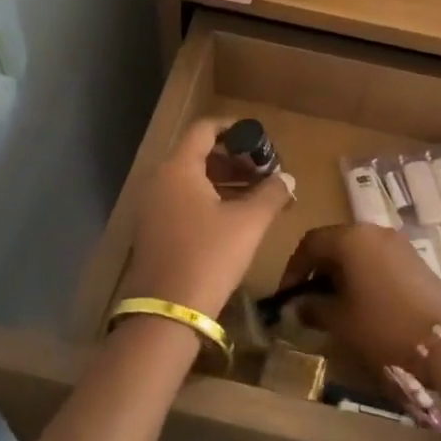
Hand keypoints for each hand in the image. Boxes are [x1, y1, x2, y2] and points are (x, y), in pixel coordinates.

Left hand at [123, 118, 293, 319]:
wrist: (168, 312)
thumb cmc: (209, 255)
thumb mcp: (248, 222)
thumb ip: (271, 194)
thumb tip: (288, 178)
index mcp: (179, 168)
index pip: (204, 129)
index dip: (233, 128)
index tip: (257, 136)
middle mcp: (160, 181)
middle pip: (198, 154)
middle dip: (234, 158)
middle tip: (263, 170)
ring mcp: (153, 207)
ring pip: (191, 180)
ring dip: (224, 180)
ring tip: (257, 194)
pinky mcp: (153, 231)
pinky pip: (183, 201)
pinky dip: (209, 199)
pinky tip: (234, 217)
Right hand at [276, 224, 440, 376]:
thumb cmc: (383, 324)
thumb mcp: (340, 320)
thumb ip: (313, 307)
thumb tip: (298, 305)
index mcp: (351, 238)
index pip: (311, 242)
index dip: (293, 268)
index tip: (286, 295)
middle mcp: (373, 231)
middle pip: (335, 243)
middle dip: (318, 270)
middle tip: (308, 300)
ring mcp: (397, 243)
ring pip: (357, 251)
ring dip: (340, 274)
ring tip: (334, 305)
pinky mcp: (414, 259)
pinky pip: (377, 260)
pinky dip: (363, 276)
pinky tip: (362, 304)